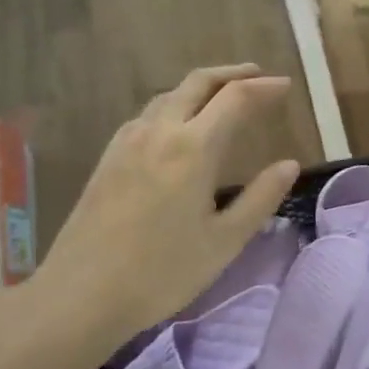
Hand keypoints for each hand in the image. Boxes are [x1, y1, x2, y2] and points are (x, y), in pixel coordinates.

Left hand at [26, 65, 298, 365]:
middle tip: (259, 77)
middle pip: (198, 83)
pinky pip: (148, 114)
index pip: (235, 98)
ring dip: (202, 87)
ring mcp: (128, 142)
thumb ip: (260, 198)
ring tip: (224, 97)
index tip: (286, 87)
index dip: (264, 88)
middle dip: (232, 74)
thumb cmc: (162, 272)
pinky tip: (179, 126)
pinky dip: (175, 104)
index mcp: (193, 148)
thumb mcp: (225, 241)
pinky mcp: (109, 157)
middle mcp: (159, 132)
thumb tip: (289, 165)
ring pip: (169, 95)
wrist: (80, 295)